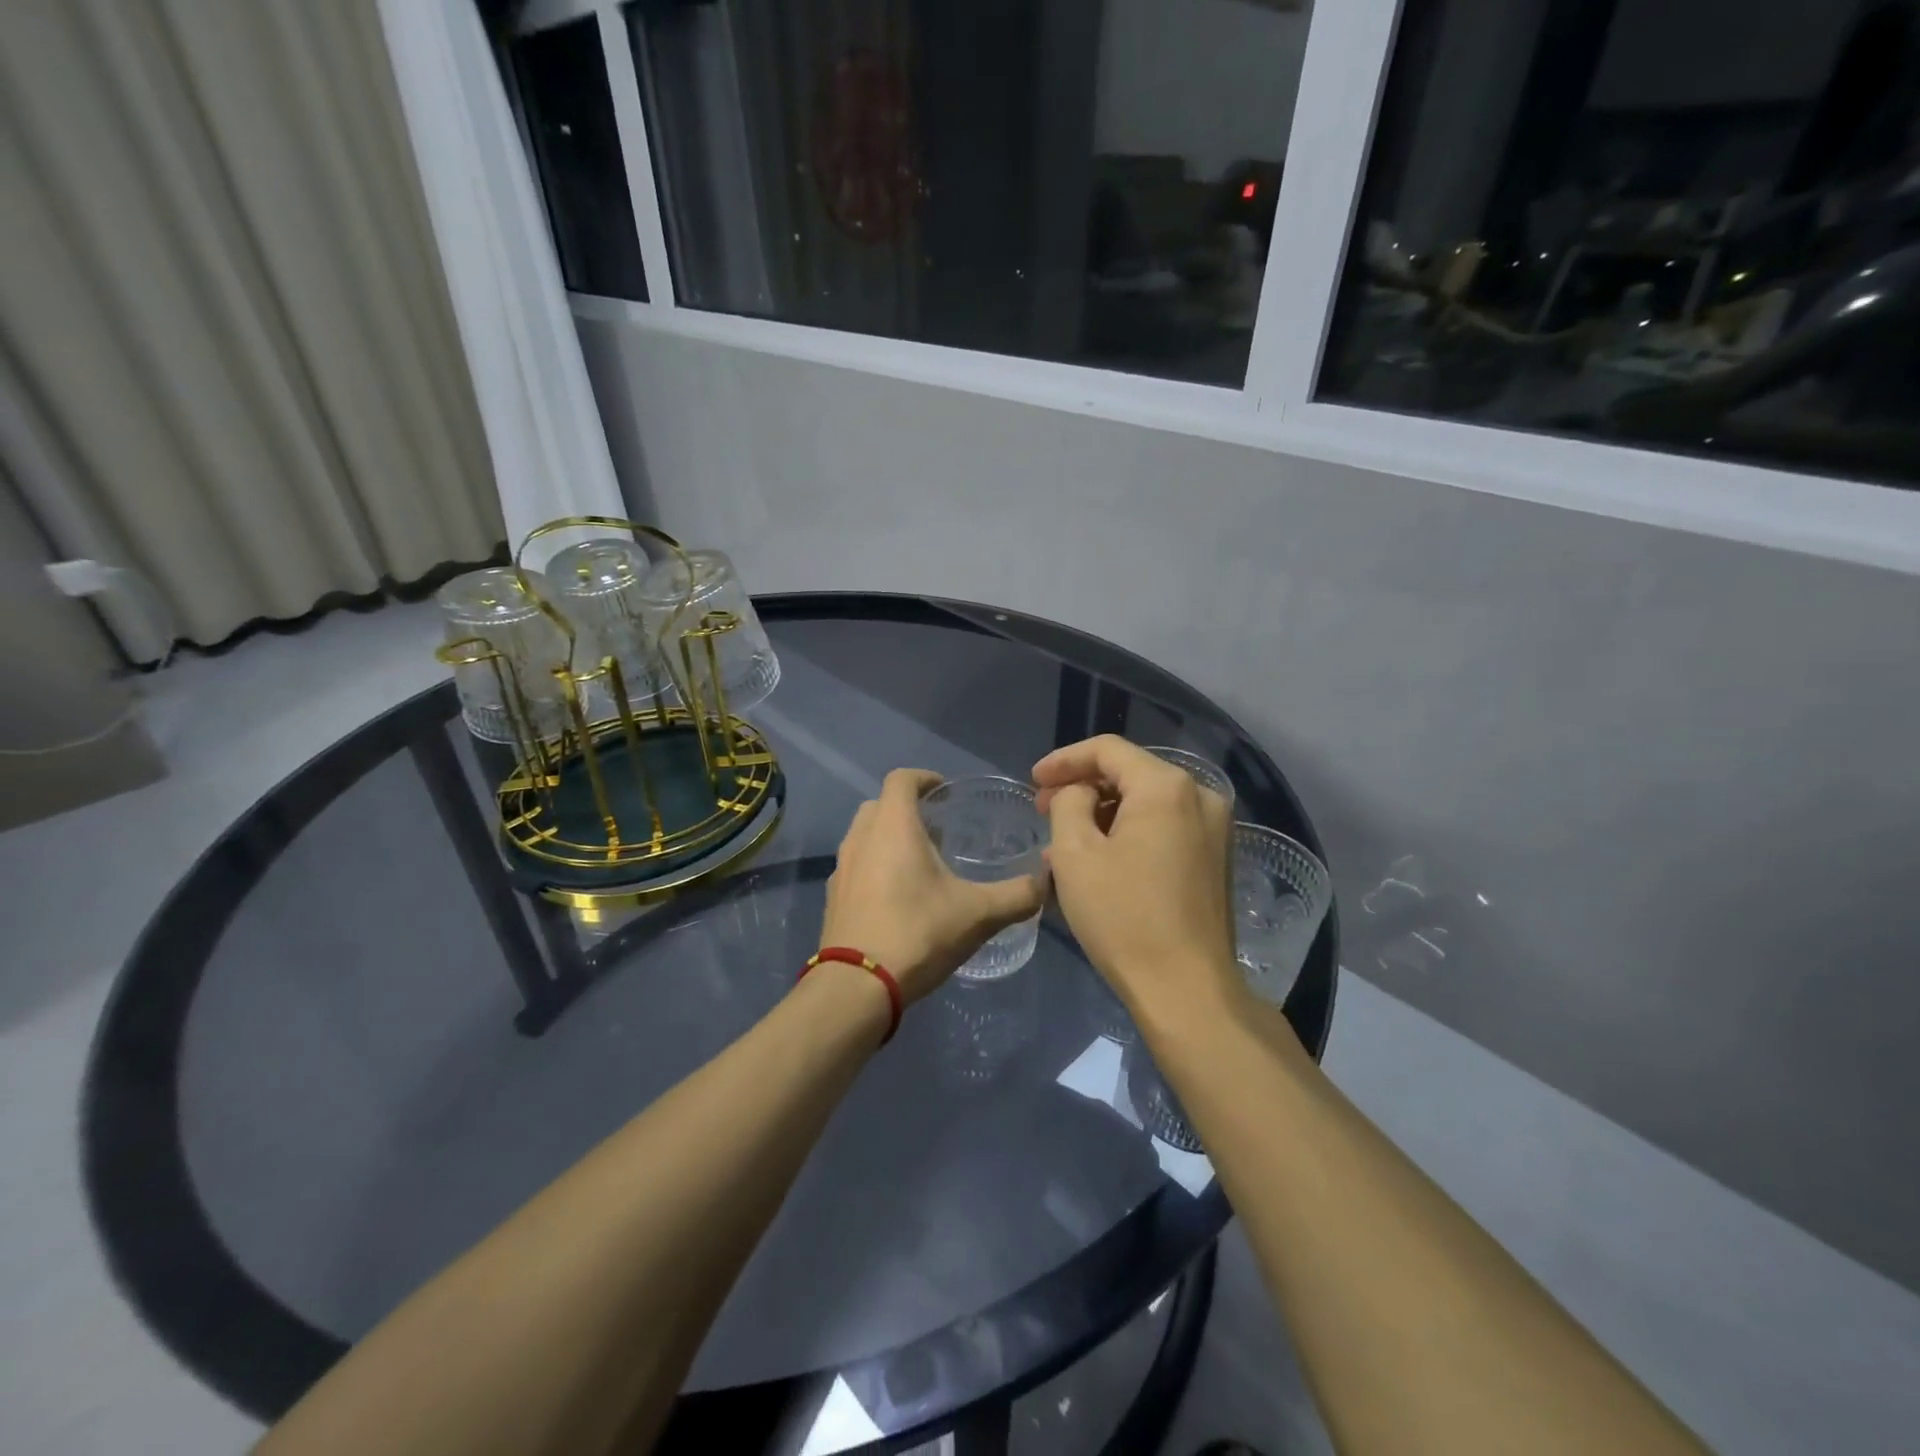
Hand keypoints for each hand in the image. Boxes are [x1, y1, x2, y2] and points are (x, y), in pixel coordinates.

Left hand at [821, 769, 1047, 1004]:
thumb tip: (1047, 881)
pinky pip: (856, 866)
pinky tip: (898, 898)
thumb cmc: (918, 933)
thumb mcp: (979, 914)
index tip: (946, 791)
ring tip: (921, 863)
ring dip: (889, 838)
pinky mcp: (834, 898)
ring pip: (864, 836)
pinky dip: (875, 866)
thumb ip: (1018, 895)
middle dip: (907, 809)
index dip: (925, 778)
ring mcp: (842, 868)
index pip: (902, 779)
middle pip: (880, 805)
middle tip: (938, 830)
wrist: (856, 987)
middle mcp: (861, 838)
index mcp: (893, 826)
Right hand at [1033, 736, 1240, 1022]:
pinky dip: (1128, 834)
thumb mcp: (1075, 853)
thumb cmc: (1123, 917)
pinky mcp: (1215, 858)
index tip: (1032, 781)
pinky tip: (1099, 860)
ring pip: (1146, 803)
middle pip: (1130, 773)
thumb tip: (1081, 794)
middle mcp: (1200, 796)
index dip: (1064, 760)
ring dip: (1102, 814)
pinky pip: (1163, 828)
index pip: (1107, 750)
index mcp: (1167, 787)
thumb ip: (1069, 803)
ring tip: (1063, 842)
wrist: (1187, 990)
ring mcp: (1215, 828)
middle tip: (1044, 809)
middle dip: (1082, 787)